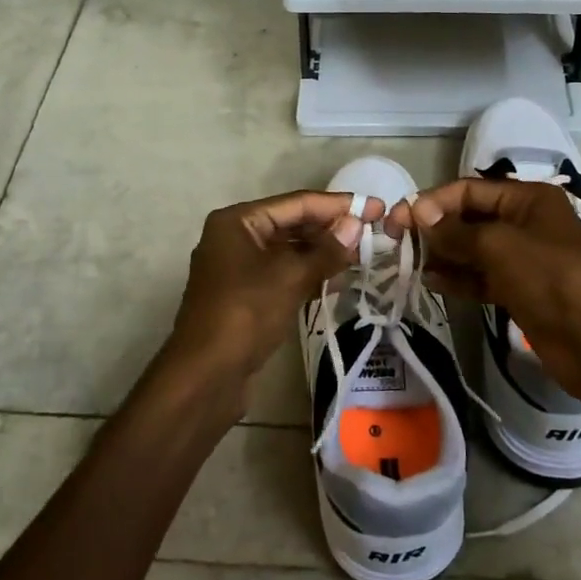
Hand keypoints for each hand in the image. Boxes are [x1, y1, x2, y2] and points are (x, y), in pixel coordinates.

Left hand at [163, 189, 381, 412]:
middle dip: (331, 228)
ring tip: (363, 254)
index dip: (338, 205)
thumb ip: (326, 250)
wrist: (205, 376)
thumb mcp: (290, 277)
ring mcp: (239, 267)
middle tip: (374, 231)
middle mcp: (236, 237)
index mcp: (238, 221)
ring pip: (289, 250)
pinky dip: (309, 273)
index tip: (375, 206)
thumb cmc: (245, 313)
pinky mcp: (247, 295)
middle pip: (292, 224)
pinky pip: (283, 273)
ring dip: (323, 252)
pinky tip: (339, 278)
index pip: (297, 203)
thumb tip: (357, 225)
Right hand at [387, 179, 580, 404]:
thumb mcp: (499, 245)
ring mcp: (524, 259)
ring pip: (474, 249)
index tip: (400, 219)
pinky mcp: (521, 290)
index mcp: (528, 199)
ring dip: (443, 254)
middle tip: (397, 241)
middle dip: (436, 227)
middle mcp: (525, 223)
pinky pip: (482, 277)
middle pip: (471, 218)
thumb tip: (419, 213)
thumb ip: (455, 230)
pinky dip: (458, 278)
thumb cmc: (550, 278)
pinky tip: (431, 281)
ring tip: (408, 262)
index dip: (433, 201)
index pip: (470, 190)